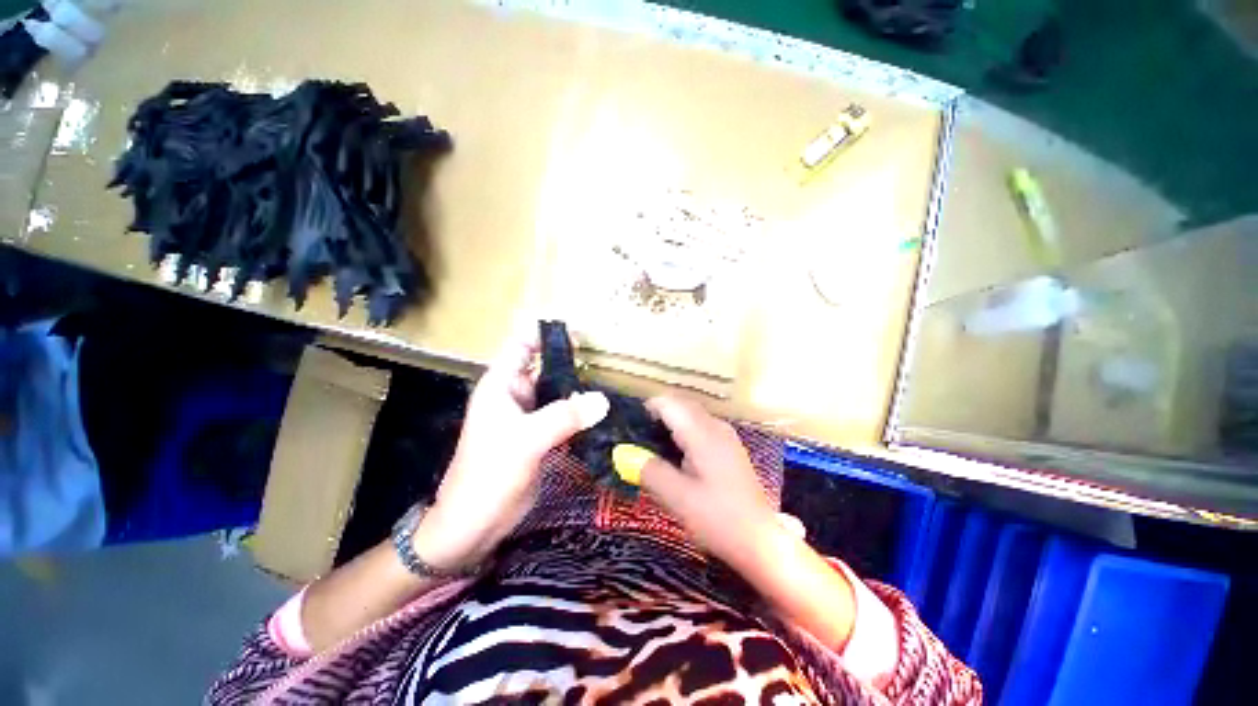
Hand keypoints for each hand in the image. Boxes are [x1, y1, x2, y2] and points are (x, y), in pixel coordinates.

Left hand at [413, 328, 608, 570]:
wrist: (473, 525)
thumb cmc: (487, 476)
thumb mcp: (525, 441)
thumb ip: (564, 417)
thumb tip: (603, 399)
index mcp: (502, 384)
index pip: (523, 344)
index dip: (547, 332)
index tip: (580, 332)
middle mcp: (517, 394)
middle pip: (546, 365)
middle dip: (573, 359)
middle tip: (608, 358)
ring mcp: (530, 416)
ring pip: (558, 390)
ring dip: (580, 386)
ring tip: (612, 380)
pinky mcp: (541, 435)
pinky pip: (564, 414)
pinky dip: (581, 410)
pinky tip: (603, 410)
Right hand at [636, 395, 778, 567]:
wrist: (760, 541)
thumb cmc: (719, 519)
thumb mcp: (678, 498)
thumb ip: (649, 471)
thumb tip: (623, 453)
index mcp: (702, 433)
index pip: (669, 403)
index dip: (646, 410)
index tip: (630, 429)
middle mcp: (715, 426)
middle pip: (680, 405)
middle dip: (657, 416)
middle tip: (638, 441)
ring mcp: (725, 435)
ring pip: (691, 416)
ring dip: (670, 424)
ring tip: (654, 449)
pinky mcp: (729, 447)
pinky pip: (700, 427)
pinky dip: (683, 433)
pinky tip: (677, 458)